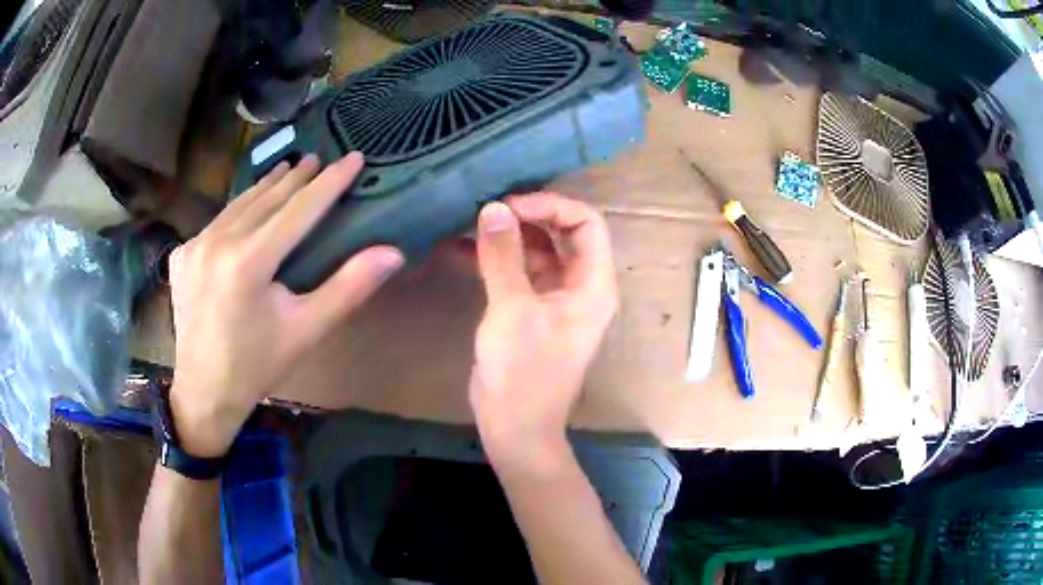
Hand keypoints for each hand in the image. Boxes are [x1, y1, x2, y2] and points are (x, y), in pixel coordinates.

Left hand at [167, 153, 402, 457]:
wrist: (204, 390)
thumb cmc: (259, 364)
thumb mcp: (307, 330)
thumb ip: (348, 287)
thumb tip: (393, 253)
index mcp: (248, 262)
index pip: (298, 210)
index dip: (330, 183)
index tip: (354, 157)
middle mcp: (217, 243)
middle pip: (266, 200)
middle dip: (297, 178)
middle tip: (319, 157)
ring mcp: (194, 246)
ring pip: (239, 205)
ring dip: (267, 187)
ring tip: (288, 169)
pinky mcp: (182, 254)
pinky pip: (218, 222)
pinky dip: (240, 210)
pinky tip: (250, 208)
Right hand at [469, 194, 618, 472]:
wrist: (515, 427)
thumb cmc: (523, 372)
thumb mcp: (512, 309)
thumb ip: (502, 255)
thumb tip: (494, 207)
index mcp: (592, 284)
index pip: (586, 223)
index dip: (551, 205)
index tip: (510, 204)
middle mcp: (580, 286)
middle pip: (562, 233)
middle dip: (528, 216)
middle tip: (489, 208)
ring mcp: (554, 298)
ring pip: (537, 251)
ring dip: (508, 236)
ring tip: (470, 221)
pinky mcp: (530, 310)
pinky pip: (518, 272)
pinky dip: (495, 259)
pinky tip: (460, 248)